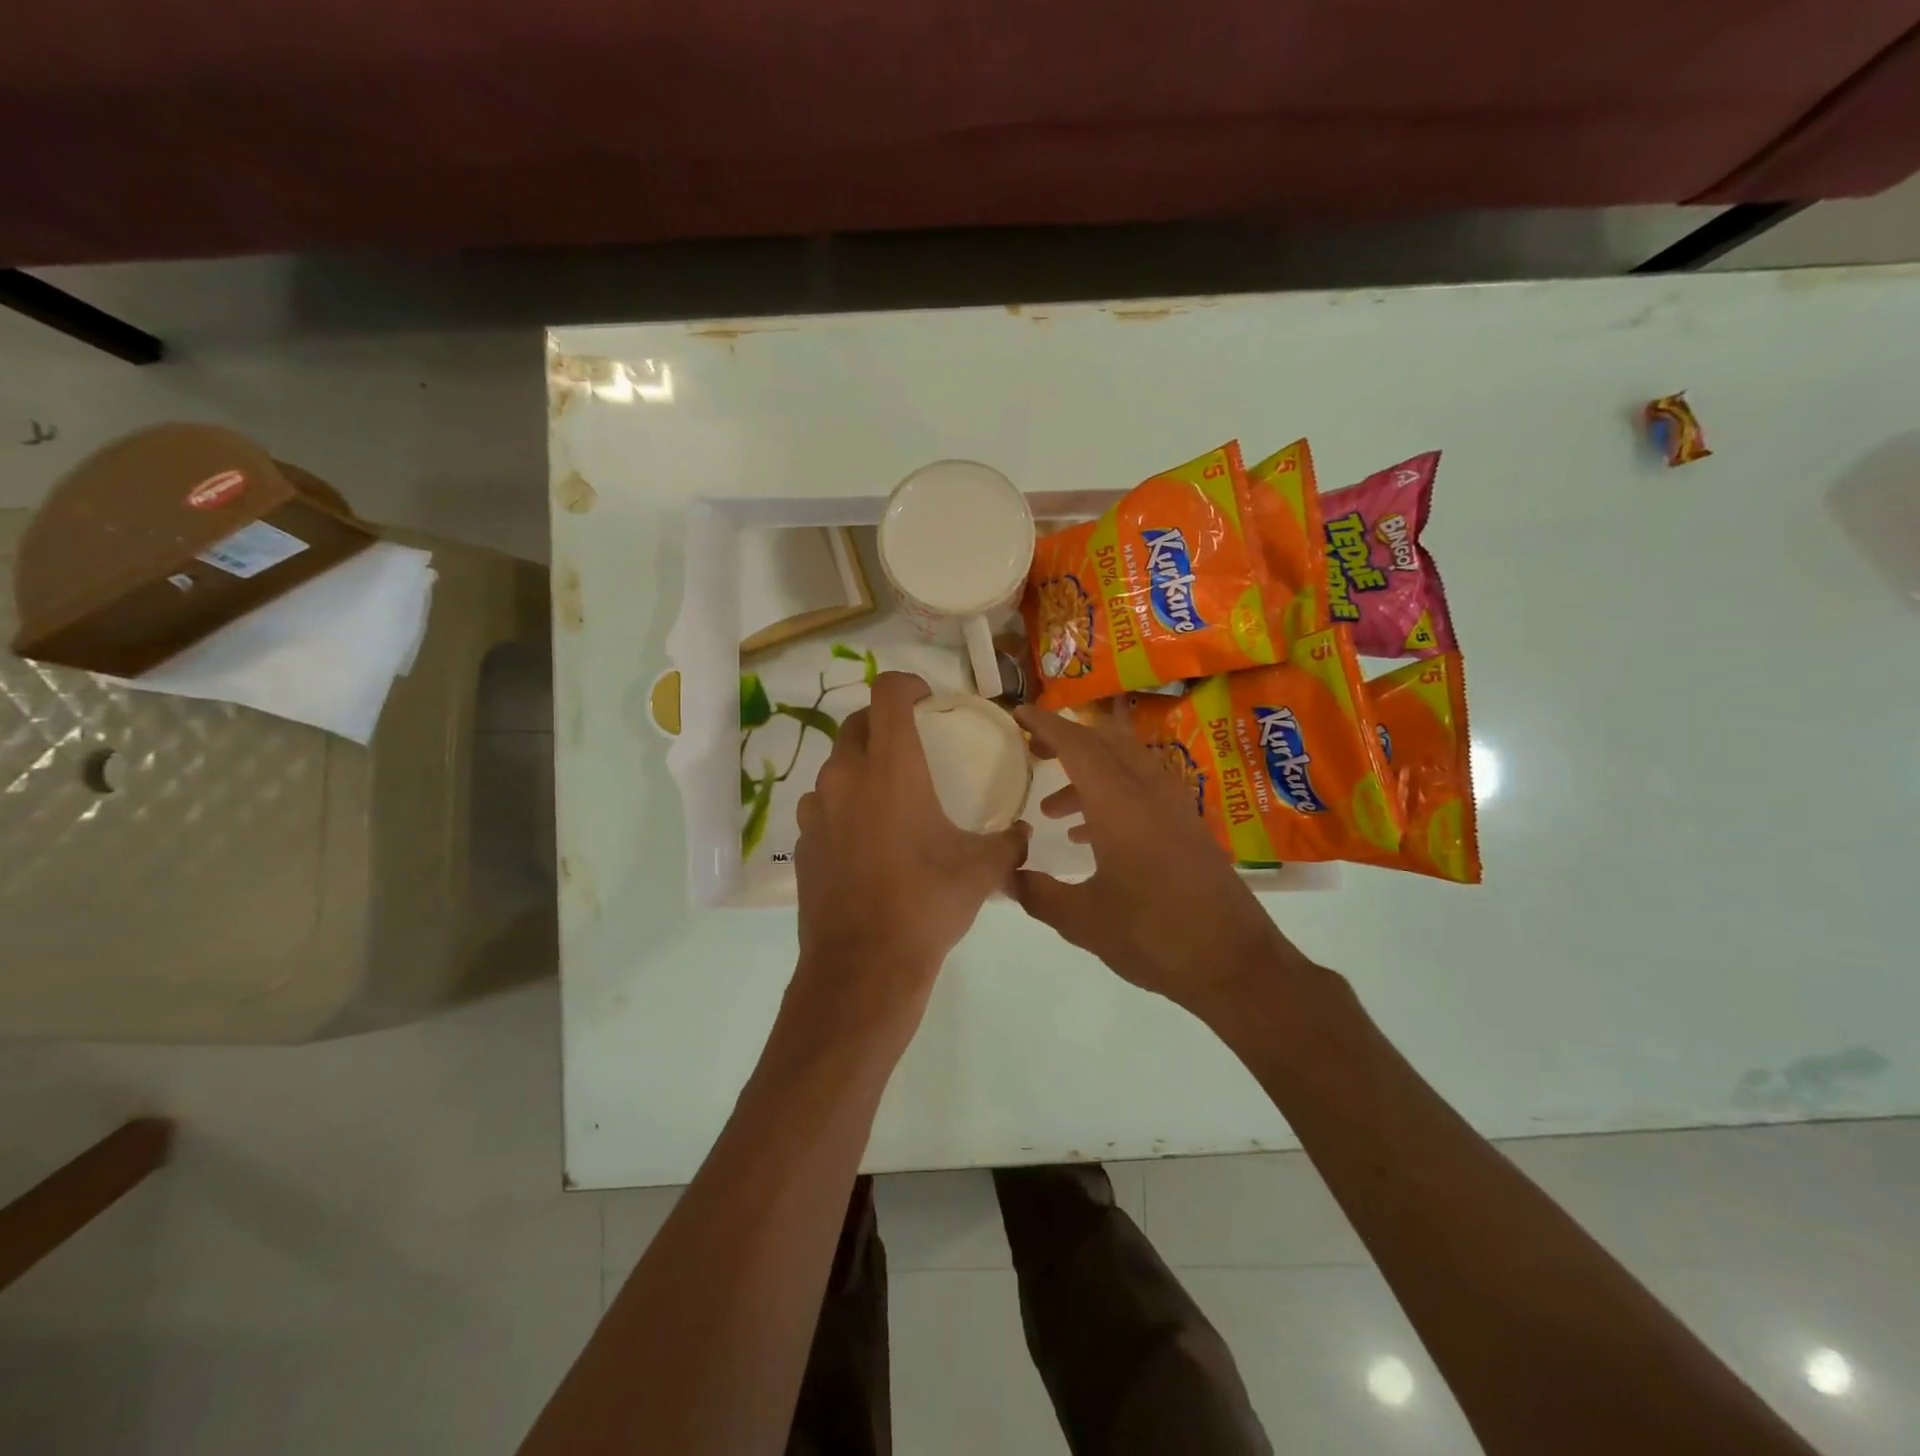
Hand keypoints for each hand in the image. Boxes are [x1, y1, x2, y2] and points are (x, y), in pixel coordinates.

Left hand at [791, 673, 1029, 1035]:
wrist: (864, 965)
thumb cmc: (927, 902)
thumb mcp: (982, 870)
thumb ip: (1009, 842)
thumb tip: (1022, 835)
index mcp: (891, 766)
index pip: (887, 692)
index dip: (907, 684)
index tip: (926, 699)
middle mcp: (845, 775)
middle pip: (857, 723)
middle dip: (884, 723)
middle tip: (912, 746)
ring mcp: (815, 809)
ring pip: (836, 766)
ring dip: (861, 767)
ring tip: (888, 797)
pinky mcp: (802, 842)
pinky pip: (823, 806)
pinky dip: (843, 807)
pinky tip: (866, 841)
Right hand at [1011, 703, 1311, 1014]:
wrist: (1235, 964)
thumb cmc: (1154, 936)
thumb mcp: (1083, 921)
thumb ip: (1037, 894)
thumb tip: (1004, 875)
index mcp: (1120, 804)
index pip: (1078, 745)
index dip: (1046, 724)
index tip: (1019, 713)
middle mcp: (1149, 793)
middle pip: (1106, 743)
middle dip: (1067, 741)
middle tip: (1034, 751)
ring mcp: (1174, 808)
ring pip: (1125, 767)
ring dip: (1088, 776)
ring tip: (1052, 811)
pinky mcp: (1188, 828)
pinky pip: (1143, 792)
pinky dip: (1111, 797)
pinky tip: (1090, 838)